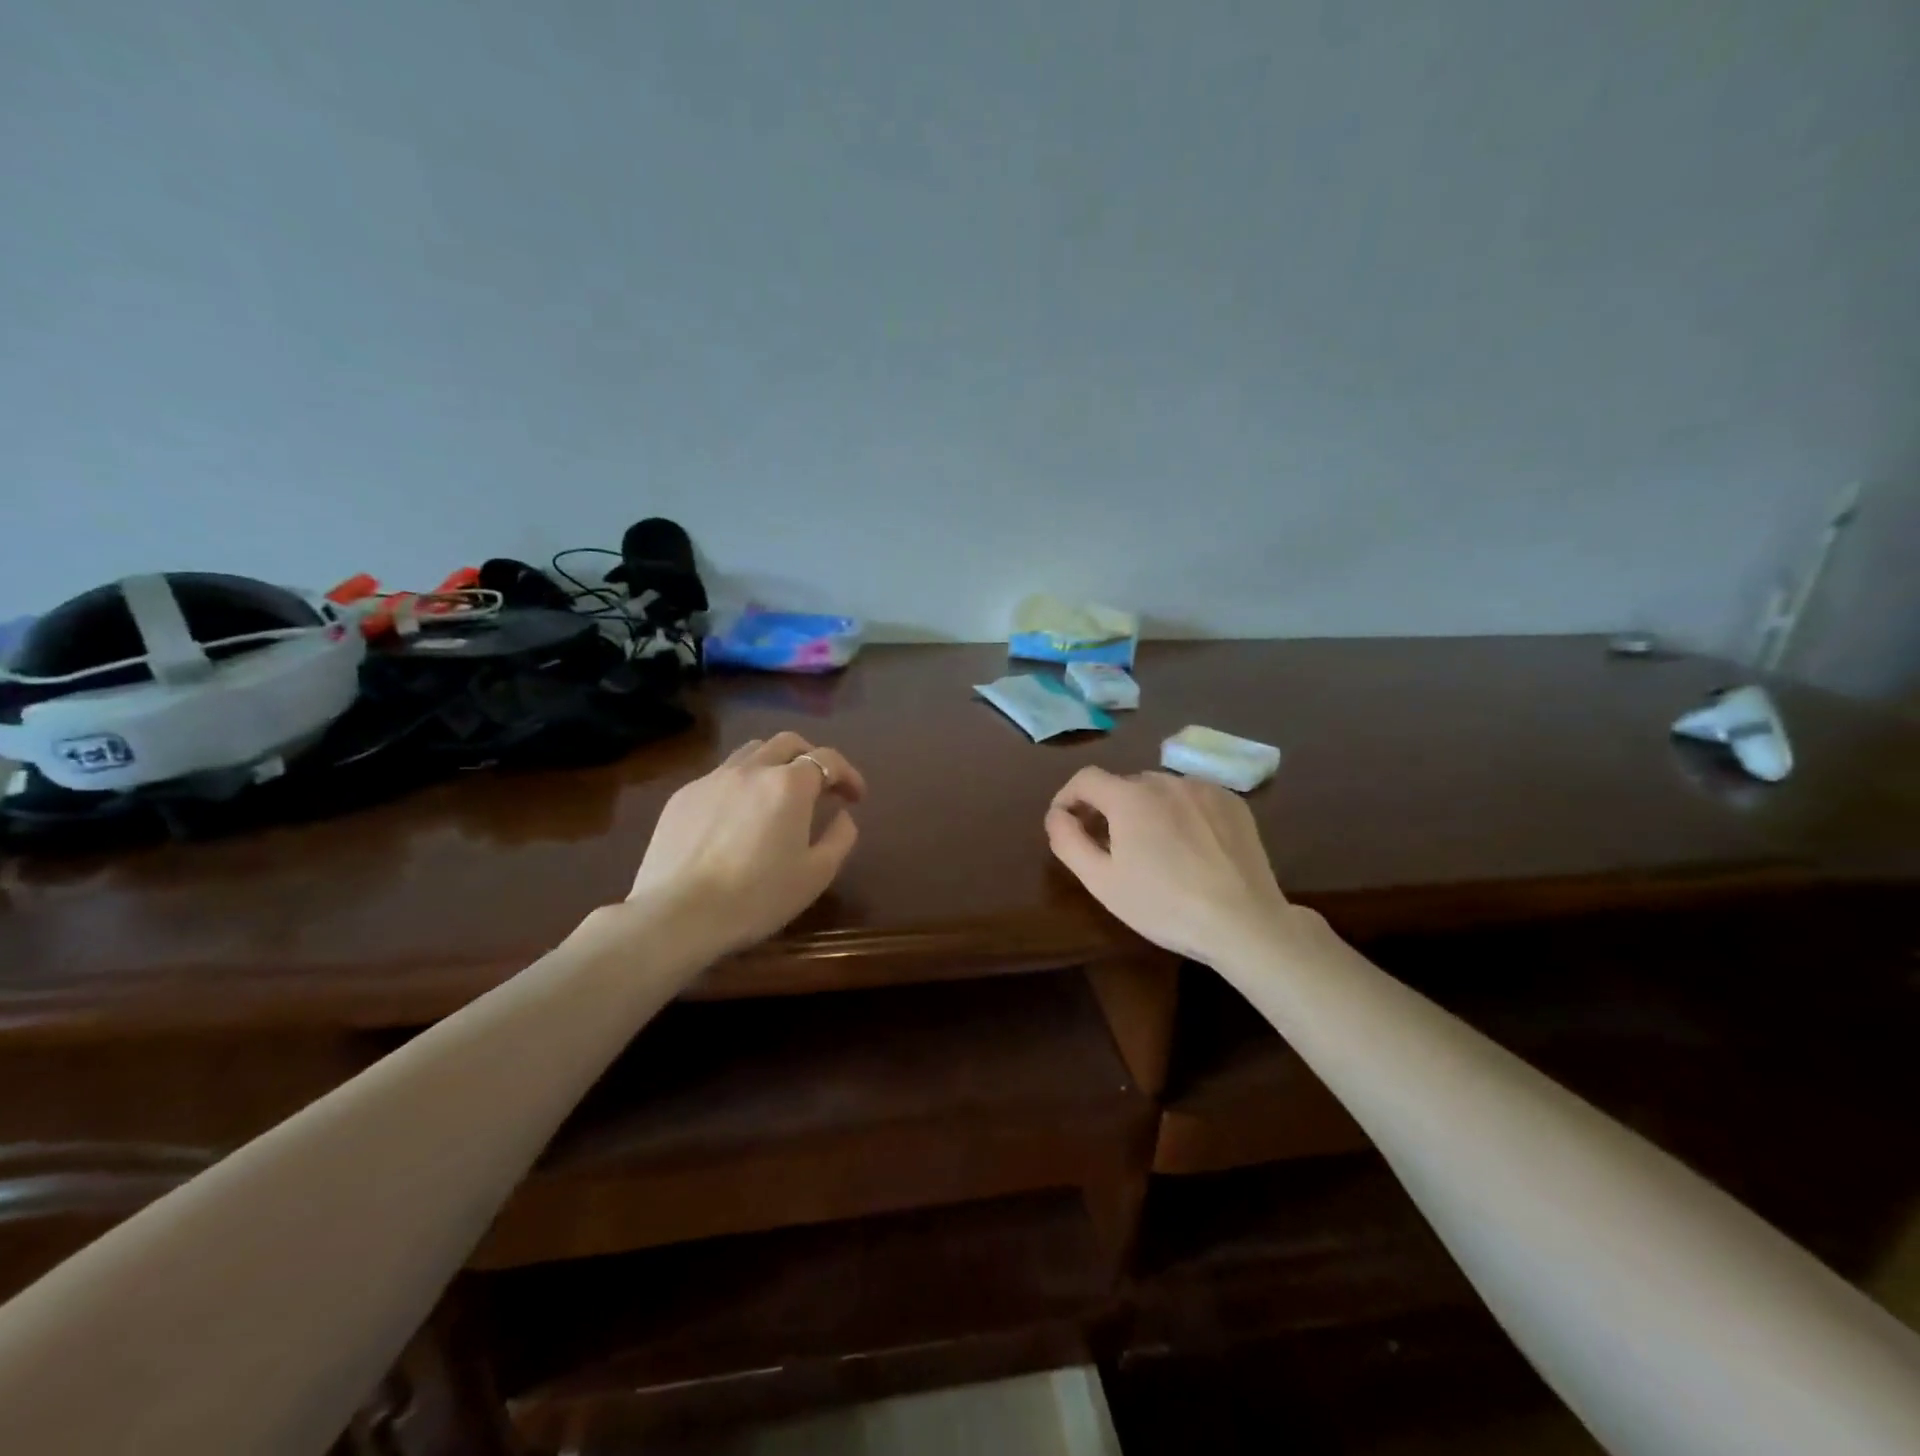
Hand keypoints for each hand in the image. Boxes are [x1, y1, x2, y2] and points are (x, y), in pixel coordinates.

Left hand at [625, 732, 866, 962]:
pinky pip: (721, 776)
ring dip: (775, 763)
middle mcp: (752, 769)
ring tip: (779, 793)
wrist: (678, 915)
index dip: (848, 774)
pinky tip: (738, 816)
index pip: (828, 759)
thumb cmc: (757, 897)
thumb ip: (840, 837)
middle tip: (821, 786)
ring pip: (751, 751)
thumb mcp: (816, 874)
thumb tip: (842, 815)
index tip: (856, 796)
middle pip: (788, 742)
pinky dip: (742, 784)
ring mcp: (712, 779)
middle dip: (812, 757)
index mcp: (789, 785)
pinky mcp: (683, 795)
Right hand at [1046, 767, 1298, 967]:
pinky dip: (1181, 812)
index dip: (1068, 797)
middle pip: (1123, 785)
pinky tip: (1190, 847)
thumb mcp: (1101, 881)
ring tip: (1154, 848)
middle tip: (1111, 846)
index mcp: (1129, 797)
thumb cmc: (1164, 905)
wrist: (1244, 923)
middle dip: (1108, 808)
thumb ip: (1068, 841)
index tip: (1067, 824)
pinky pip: (1193, 797)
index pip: (1085, 779)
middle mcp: (1165, 780)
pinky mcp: (1233, 801)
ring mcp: (1204, 788)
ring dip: (1146, 810)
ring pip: (1160, 790)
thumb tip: (1056, 815)